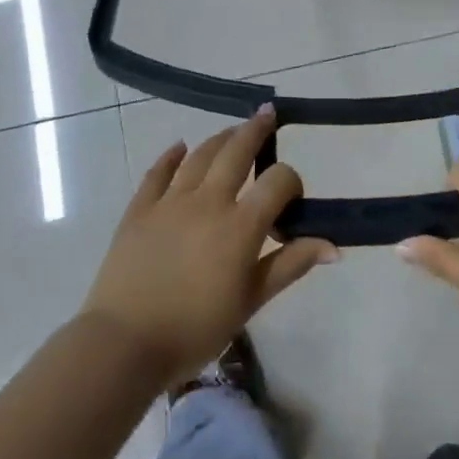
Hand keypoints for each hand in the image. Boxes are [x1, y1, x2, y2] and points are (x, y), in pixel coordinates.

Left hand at [80, 107, 336, 387]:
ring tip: (232, 131)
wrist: (124, 344)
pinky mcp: (139, 209)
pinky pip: (158, 172)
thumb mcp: (250, 301)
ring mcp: (170, 201)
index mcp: (240, 225)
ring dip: (220, 138)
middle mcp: (208, 201)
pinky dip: (171, 156)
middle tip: (267, 114)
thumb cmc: (195, 330)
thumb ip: (290, 265)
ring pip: (200, 155)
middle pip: (237, 151)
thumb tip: (334, 247)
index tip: (292, 197)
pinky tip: (180, 146)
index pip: (277, 181)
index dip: (291, 181)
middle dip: (256, 130)